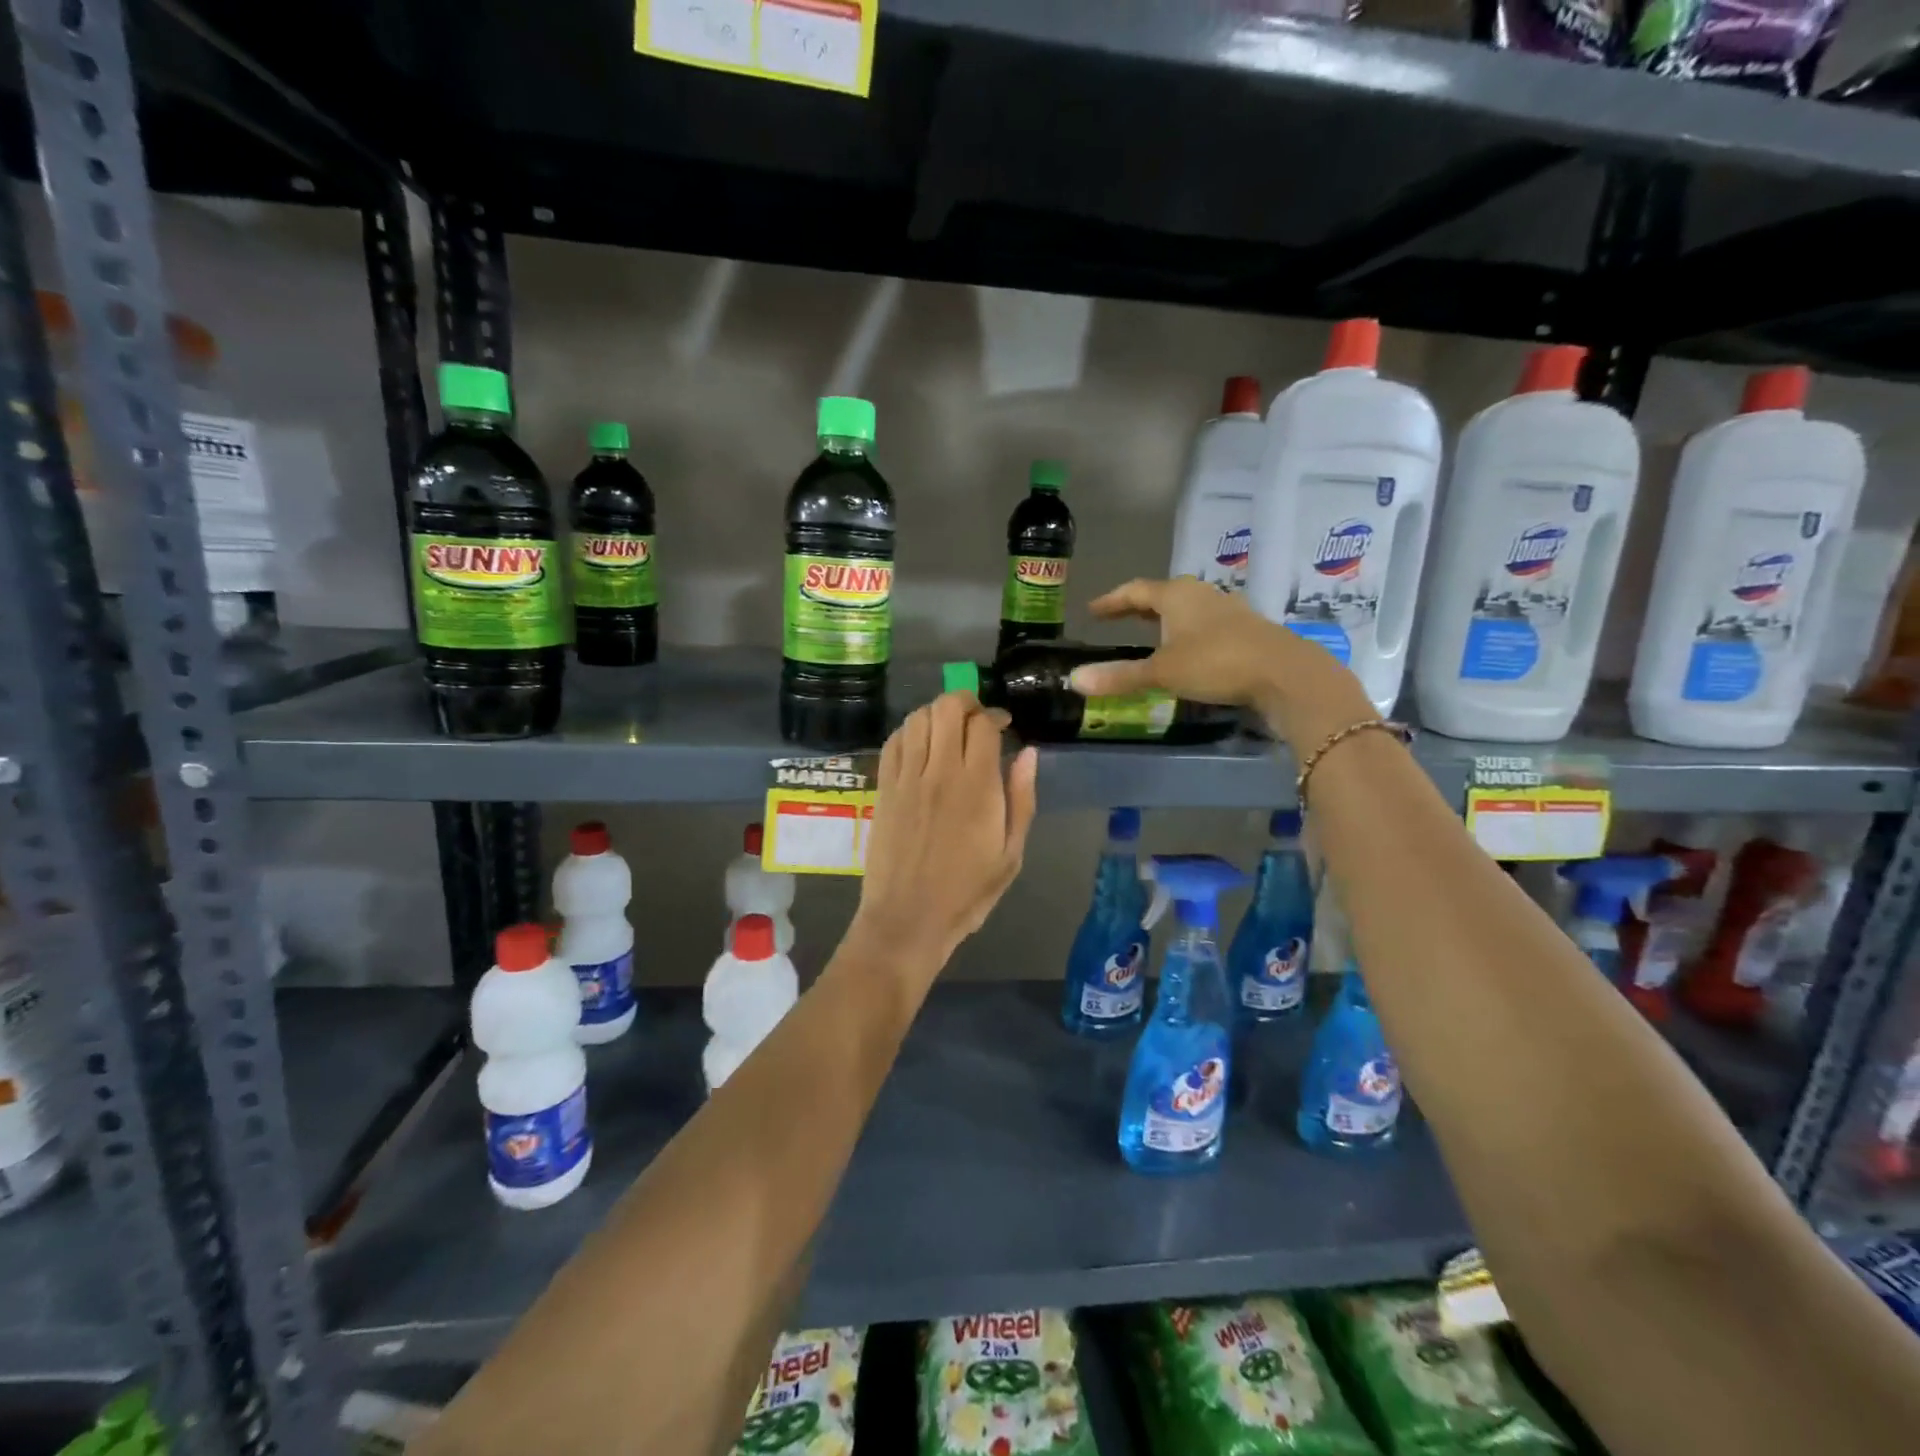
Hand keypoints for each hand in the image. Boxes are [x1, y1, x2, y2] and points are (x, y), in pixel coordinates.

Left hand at [853, 691, 1038, 974]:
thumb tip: (1028, 752)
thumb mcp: (1011, 853)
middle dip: (965, 703)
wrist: (908, 919)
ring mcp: (907, 778)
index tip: (1002, 727)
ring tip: (947, 730)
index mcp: (978, 787)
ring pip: (917, 718)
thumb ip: (1022, 798)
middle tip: (975, 720)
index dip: (995, 716)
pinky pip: (893, 742)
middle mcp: (940, 772)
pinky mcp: (884, 788)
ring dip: (936, 714)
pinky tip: (920, 745)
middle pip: (947, 708)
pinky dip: (908, 732)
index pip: (983, 725)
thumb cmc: (968, 892)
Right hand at [1065, 577, 1375, 749]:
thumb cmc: (1216, 664)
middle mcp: (1201, 595)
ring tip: (1150, 634)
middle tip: (1116, 620)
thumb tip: (1074, 679)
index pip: (1135, 591)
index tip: (1092, 610)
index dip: (1111, 601)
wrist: (1286, 674)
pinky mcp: (1247, 630)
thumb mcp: (1162, 672)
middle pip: (1162, 595)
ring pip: (1187, 609)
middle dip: (1138, 607)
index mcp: (1176, 595)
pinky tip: (1188, 651)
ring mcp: (1228, 610)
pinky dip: (1187, 634)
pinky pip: (1206, 625)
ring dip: (1166, 620)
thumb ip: (1120, 677)